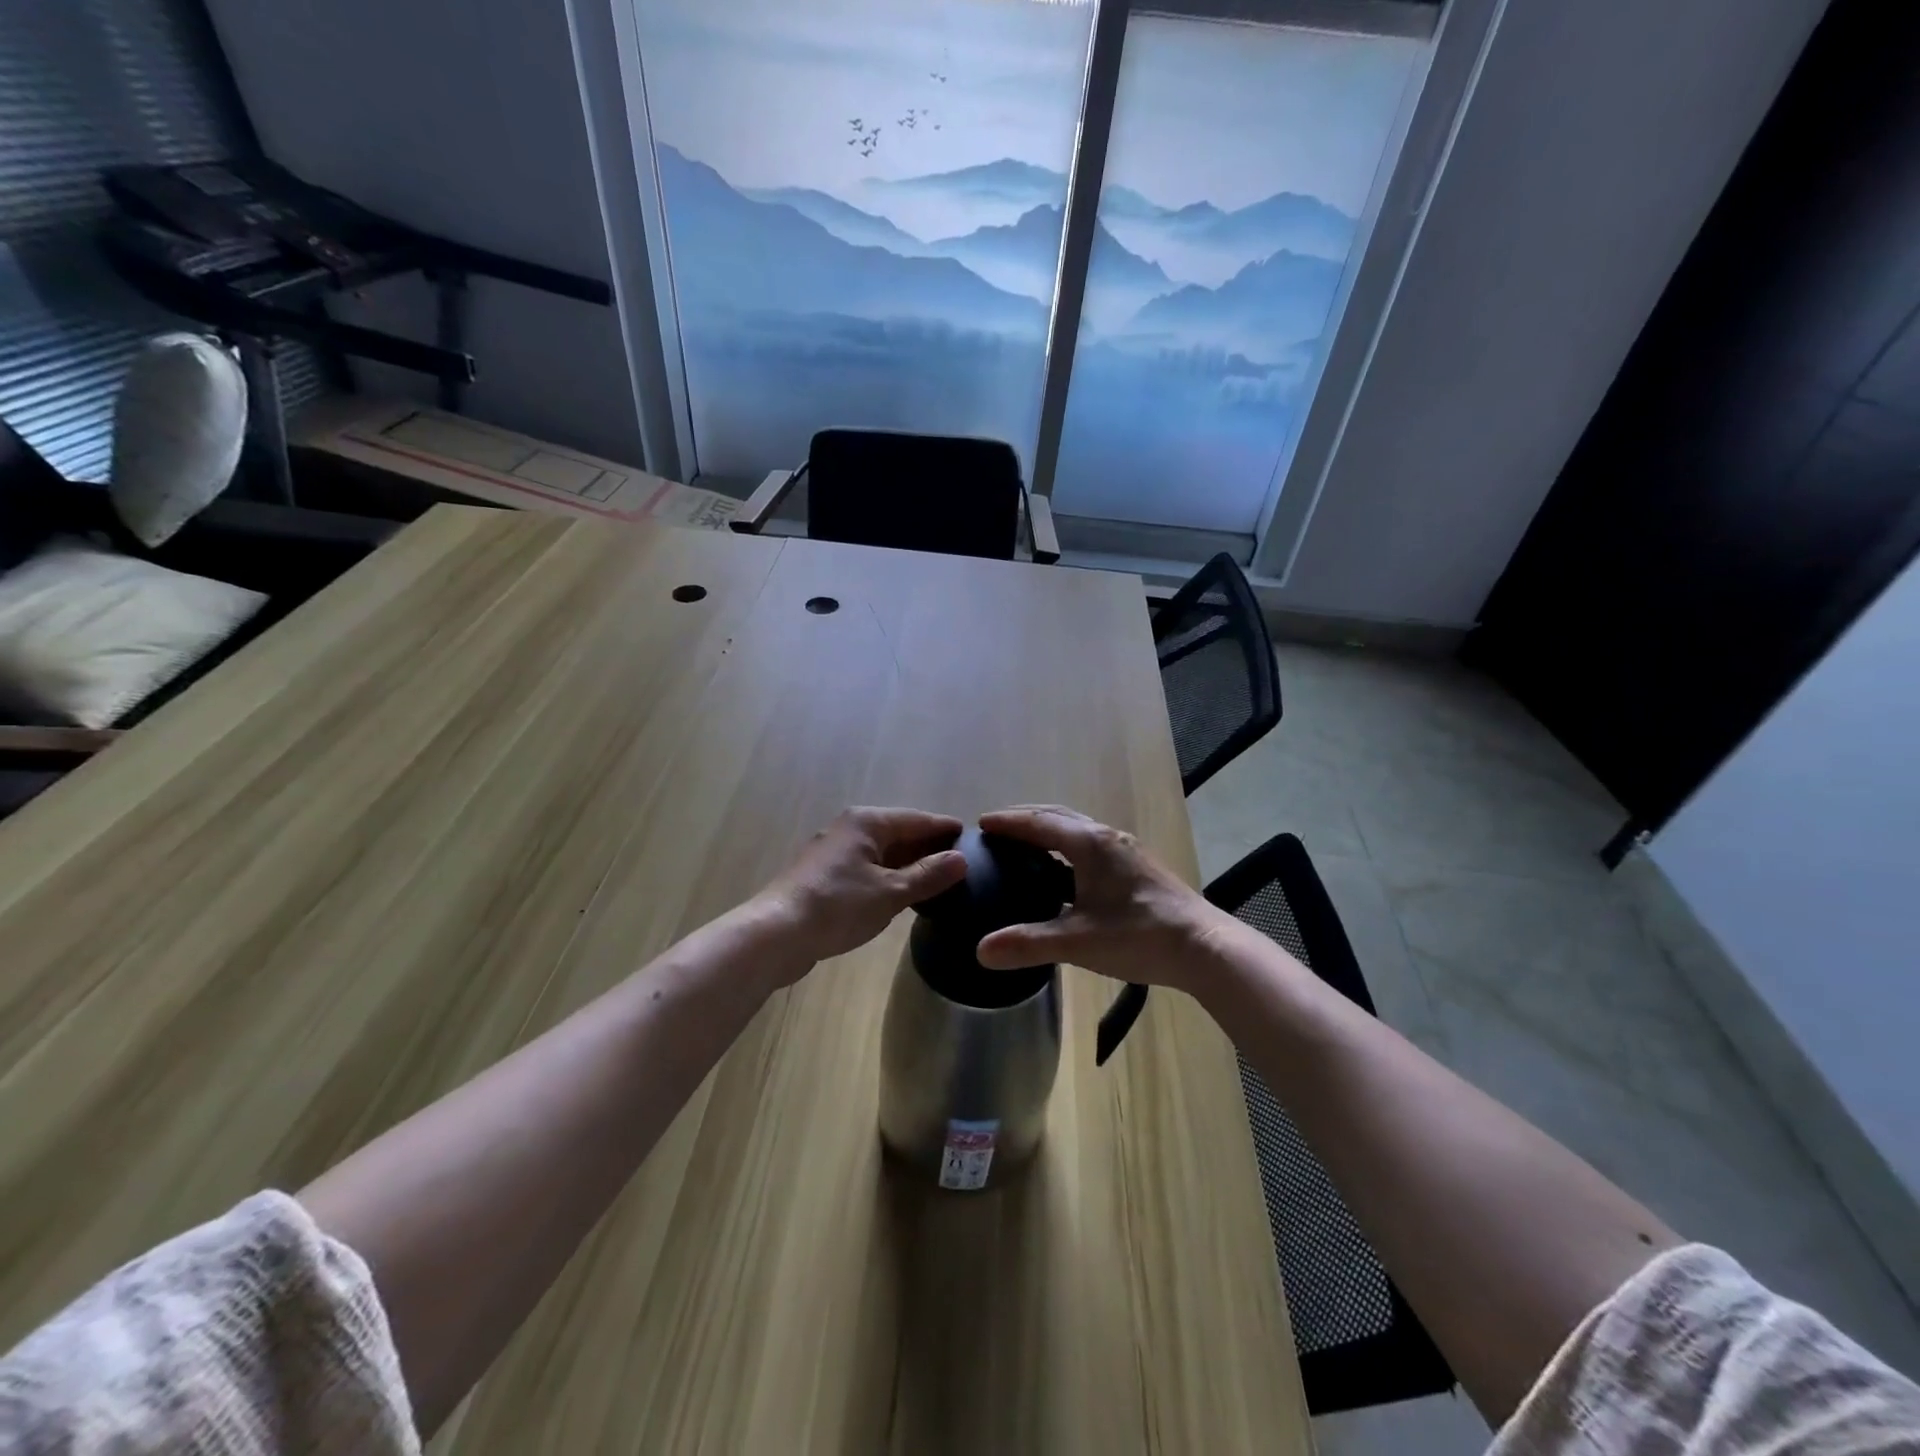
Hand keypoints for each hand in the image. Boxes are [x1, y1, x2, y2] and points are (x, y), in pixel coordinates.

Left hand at [754, 808, 967, 973]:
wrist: (775, 934)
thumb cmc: (837, 907)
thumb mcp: (890, 893)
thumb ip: (928, 875)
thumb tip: (961, 859)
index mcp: (868, 822)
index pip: (918, 819)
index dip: (945, 829)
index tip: (973, 839)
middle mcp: (850, 828)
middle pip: (900, 833)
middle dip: (929, 848)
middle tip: (962, 866)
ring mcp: (834, 852)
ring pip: (883, 853)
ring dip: (909, 865)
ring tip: (939, 883)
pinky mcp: (825, 875)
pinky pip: (868, 868)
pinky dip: (889, 877)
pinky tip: (903, 895)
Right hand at [973, 806, 1232, 993]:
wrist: (1204, 947)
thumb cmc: (1139, 936)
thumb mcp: (1078, 942)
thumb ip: (1028, 944)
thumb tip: (980, 951)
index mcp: (1090, 845)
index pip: (1039, 824)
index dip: (1008, 822)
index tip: (980, 822)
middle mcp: (1107, 838)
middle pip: (1059, 816)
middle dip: (1027, 818)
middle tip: (998, 827)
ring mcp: (1126, 852)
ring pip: (1079, 829)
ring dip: (1049, 830)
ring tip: (1025, 845)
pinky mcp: (1137, 867)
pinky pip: (1091, 844)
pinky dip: (1067, 846)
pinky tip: (1064, 872)